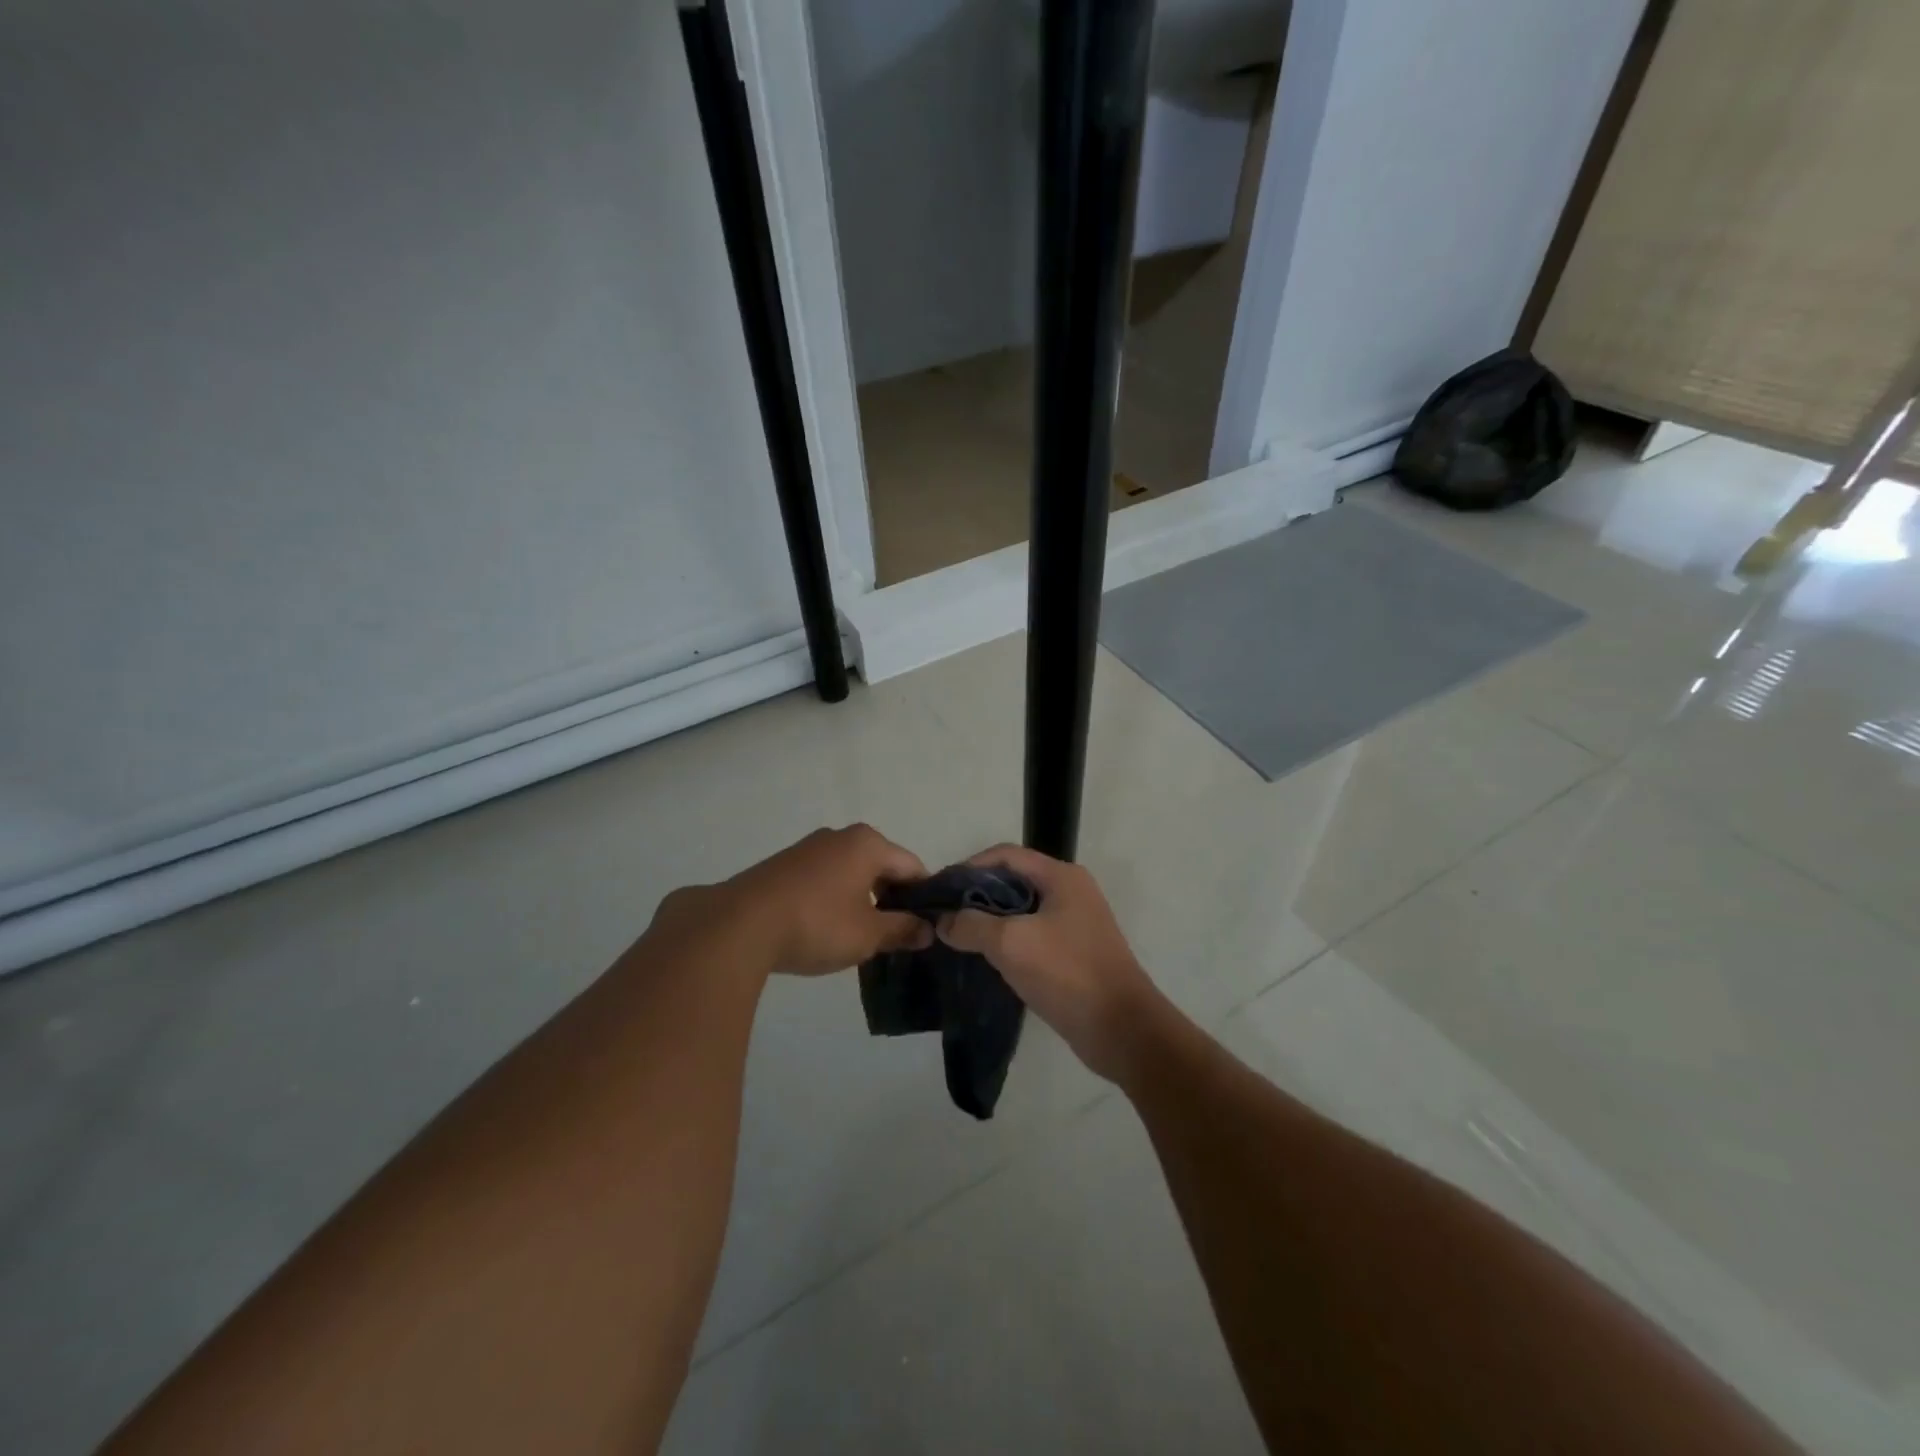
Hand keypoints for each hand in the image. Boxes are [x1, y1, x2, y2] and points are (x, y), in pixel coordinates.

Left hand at [703, 824, 932, 975]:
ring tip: (860, 936)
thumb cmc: (816, 924)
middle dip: (891, 898)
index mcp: (868, 844)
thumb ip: (901, 930)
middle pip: (880, 866)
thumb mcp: (867, 934)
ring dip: (860, 899)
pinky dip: (833, 899)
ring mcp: (808, 848)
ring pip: (850, 872)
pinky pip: (823, 878)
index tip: (927, 926)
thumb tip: (927, 930)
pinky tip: (825, 928)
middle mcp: (840, 836)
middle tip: (896, 935)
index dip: (923, 897)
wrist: (738, 925)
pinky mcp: (783, 865)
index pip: (911, 866)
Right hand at [936, 845, 1163, 1081]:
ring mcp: (1075, 923)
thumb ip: (972, 925)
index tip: (940, 890)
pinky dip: (1007, 941)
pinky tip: (984, 958)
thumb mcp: (1011, 943)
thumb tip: (943, 921)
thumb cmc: (1067, 973)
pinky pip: (1032, 935)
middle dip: (977, 895)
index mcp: (1061, 877)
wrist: (1122, 1030)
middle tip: (944, 916)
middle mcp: (1070, 891)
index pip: (1006, 855)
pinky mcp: (1073, 952)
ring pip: (1021, 910)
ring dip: (990, 920)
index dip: (969, 866)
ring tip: (957, 937)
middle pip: (1013, 880)